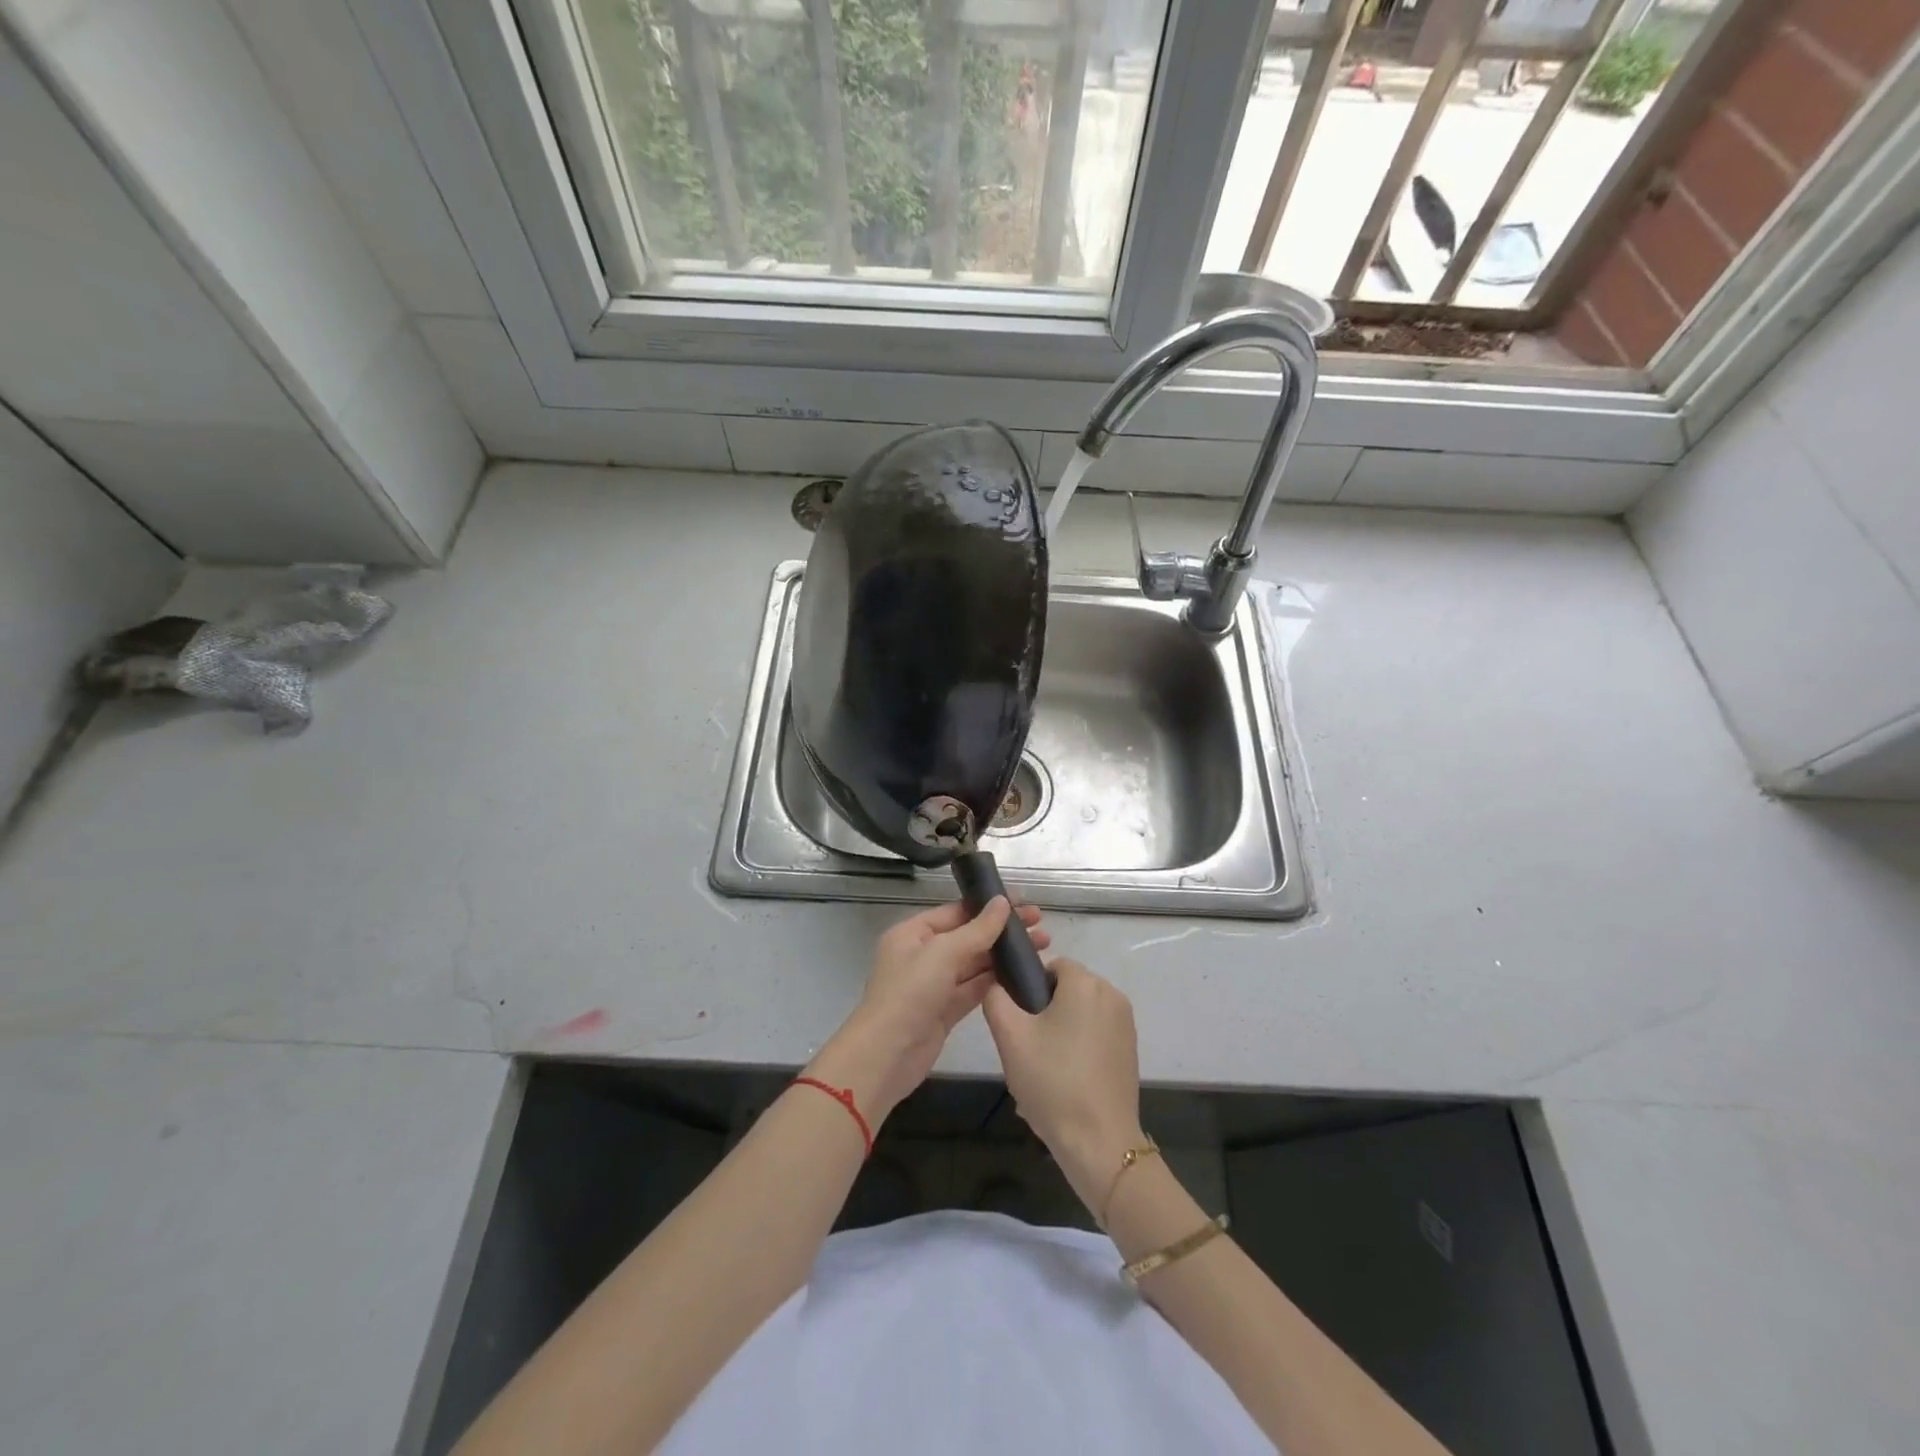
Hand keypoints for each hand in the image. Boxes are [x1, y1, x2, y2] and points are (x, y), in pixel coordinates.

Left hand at [809, 897, 1049, 1124]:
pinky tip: (1023, 974)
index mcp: (912, 933)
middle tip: (1041, 925)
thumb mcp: (943, 953)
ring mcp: (934, 984)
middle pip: (968, 936)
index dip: (989, 906)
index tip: (1024, 902)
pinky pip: (974, 989)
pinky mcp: (945, 1010)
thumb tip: (1002, 902)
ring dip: (1004, 955)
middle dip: (1002, 931)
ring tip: (1042, 946)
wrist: (886, 1055)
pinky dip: (996, 981)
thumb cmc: (910, 993)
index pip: (956, 912)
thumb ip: (977, 929)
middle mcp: (922, 955)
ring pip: (975, 963)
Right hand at [983, 958, 1143, 1212]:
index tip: (1019, 1022)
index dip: (1029, 989)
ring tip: (1043, 1069)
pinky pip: (1096, 1034)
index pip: (1051, 966)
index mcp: (1085, 983)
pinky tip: (1065, 1081)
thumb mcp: (1010, 1037)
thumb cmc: (1052, 1082)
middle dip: (1045, 1012)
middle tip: (1027, 1049)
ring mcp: (1125, 1023)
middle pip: (1067, 990)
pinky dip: (1079, 1048)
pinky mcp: (1130, 1049)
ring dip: (1061, 1031)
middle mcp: (1111, 994)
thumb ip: (996, 999)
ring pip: (1080, 1013)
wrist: (1099, 1142)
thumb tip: (997, 984)